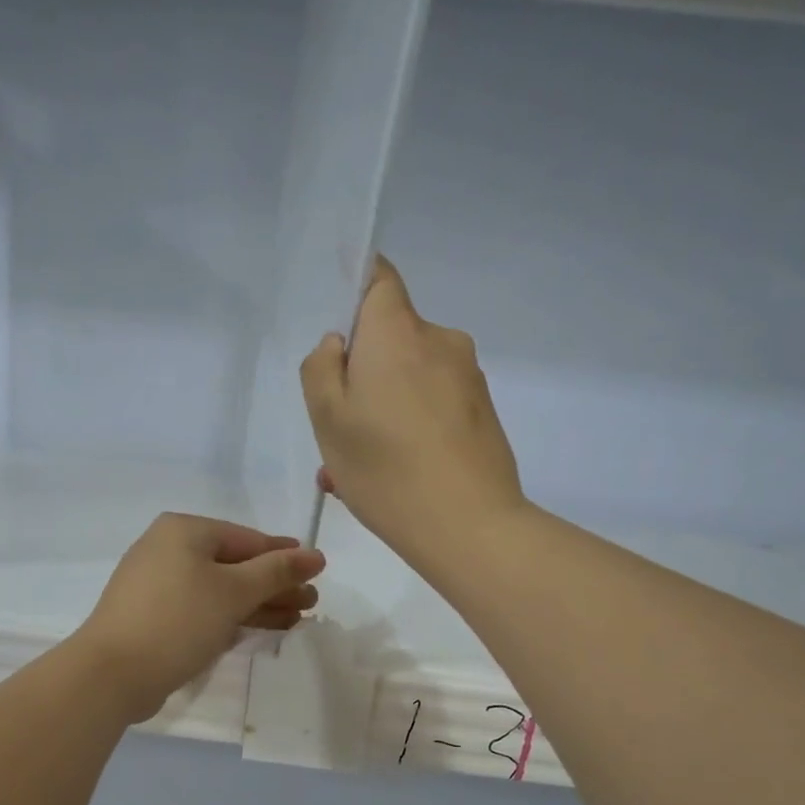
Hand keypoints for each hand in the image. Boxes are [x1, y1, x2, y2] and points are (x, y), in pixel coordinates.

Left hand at [73, 513, 325, 722]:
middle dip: (274, 585)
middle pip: (235, 565)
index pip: (247, 539)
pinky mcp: (154, 616)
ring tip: (296, 619)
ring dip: (259, 604)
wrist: (111, 674)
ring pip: (220, 589)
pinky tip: (261, 629)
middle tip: (311, 603)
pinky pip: (203, 608)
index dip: (285, 556)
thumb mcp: (234, 591)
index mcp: (184, 531)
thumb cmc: (178, 620)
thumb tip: (315, 554)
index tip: (317, 570)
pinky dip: (232, 617)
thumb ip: (276, 571)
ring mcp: (158, 584)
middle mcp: (168, 549)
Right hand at [300, 257, 525, 566]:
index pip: (379, 278)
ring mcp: (468, 377)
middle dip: (363, 371)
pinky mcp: (483, 412)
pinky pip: (434, 405)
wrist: (471, 527)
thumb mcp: (328, 421)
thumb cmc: (387, 469)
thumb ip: (321, 370)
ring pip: (411, 378)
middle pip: (392, 336)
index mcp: (398, 332)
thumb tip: (338, 345)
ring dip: (383, 407)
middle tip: (340, 427)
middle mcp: (440, 341)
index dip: (355, 287)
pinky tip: (395, 474)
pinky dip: (411, 426)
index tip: (337, 328)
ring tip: (361, 466)